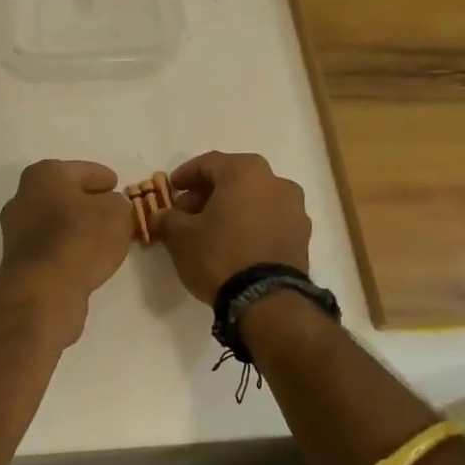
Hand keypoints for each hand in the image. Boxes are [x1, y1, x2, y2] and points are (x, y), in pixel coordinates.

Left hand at [0, 160, 133, 342]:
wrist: (43, 289)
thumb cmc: (81, 239)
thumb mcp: (116, 214)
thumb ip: (118, 204)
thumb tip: (111, 207)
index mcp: (44, 175)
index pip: (81, 170)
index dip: (102, 176)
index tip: (116, 183)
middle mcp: (23, 197)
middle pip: (63, 194)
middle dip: (86, 200)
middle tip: (111, 209)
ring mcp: (16, 230)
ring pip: (54, 221)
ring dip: (75, 226)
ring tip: (102, 236)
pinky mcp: (18, 260)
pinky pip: (50, 245)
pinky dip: (66, 247)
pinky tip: (85, 257)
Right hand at [156, 151, 311, 303]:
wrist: (266, 300)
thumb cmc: (219, 255)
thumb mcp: (180, 236)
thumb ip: (168, 218)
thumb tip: (162, 215)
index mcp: (246, 172)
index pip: (208, 163)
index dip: (185, 175)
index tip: (171, 189)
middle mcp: (276, 182)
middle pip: (234, 179)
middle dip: (207, 193)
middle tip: (186, 212)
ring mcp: (294, 209)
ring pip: (254, 199)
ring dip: (231, 208)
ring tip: (210, 230)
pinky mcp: (302, 236)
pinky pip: (269, 220)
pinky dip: (250, 224)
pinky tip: (234, 244)